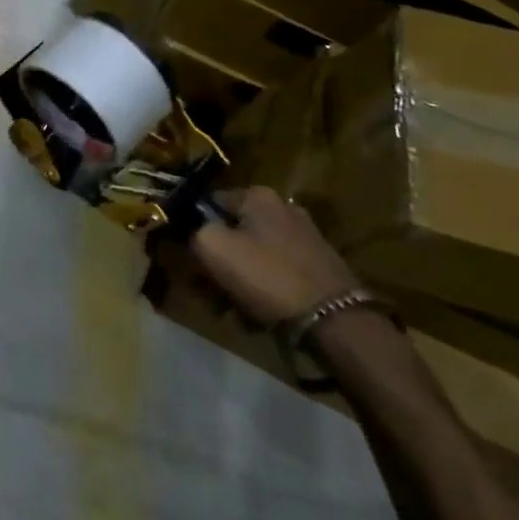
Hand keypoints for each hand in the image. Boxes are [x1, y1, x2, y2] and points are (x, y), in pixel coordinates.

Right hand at [150, 186, 358, 328]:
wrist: (337, 323)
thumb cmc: (267, 276)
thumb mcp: (211, 247)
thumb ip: (189, 232)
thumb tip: (182, 232)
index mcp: (258, 196)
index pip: (206, 203)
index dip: (188, 229)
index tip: (181, 258)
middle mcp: (283, 209)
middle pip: (229, 232)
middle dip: (212, 261)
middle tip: (204, 289)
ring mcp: (304, 240)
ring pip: (250, 256)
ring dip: (233, 280)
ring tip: (227, 309)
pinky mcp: (318, 269)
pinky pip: (273, 274)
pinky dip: (260, 291)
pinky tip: (254, 315)